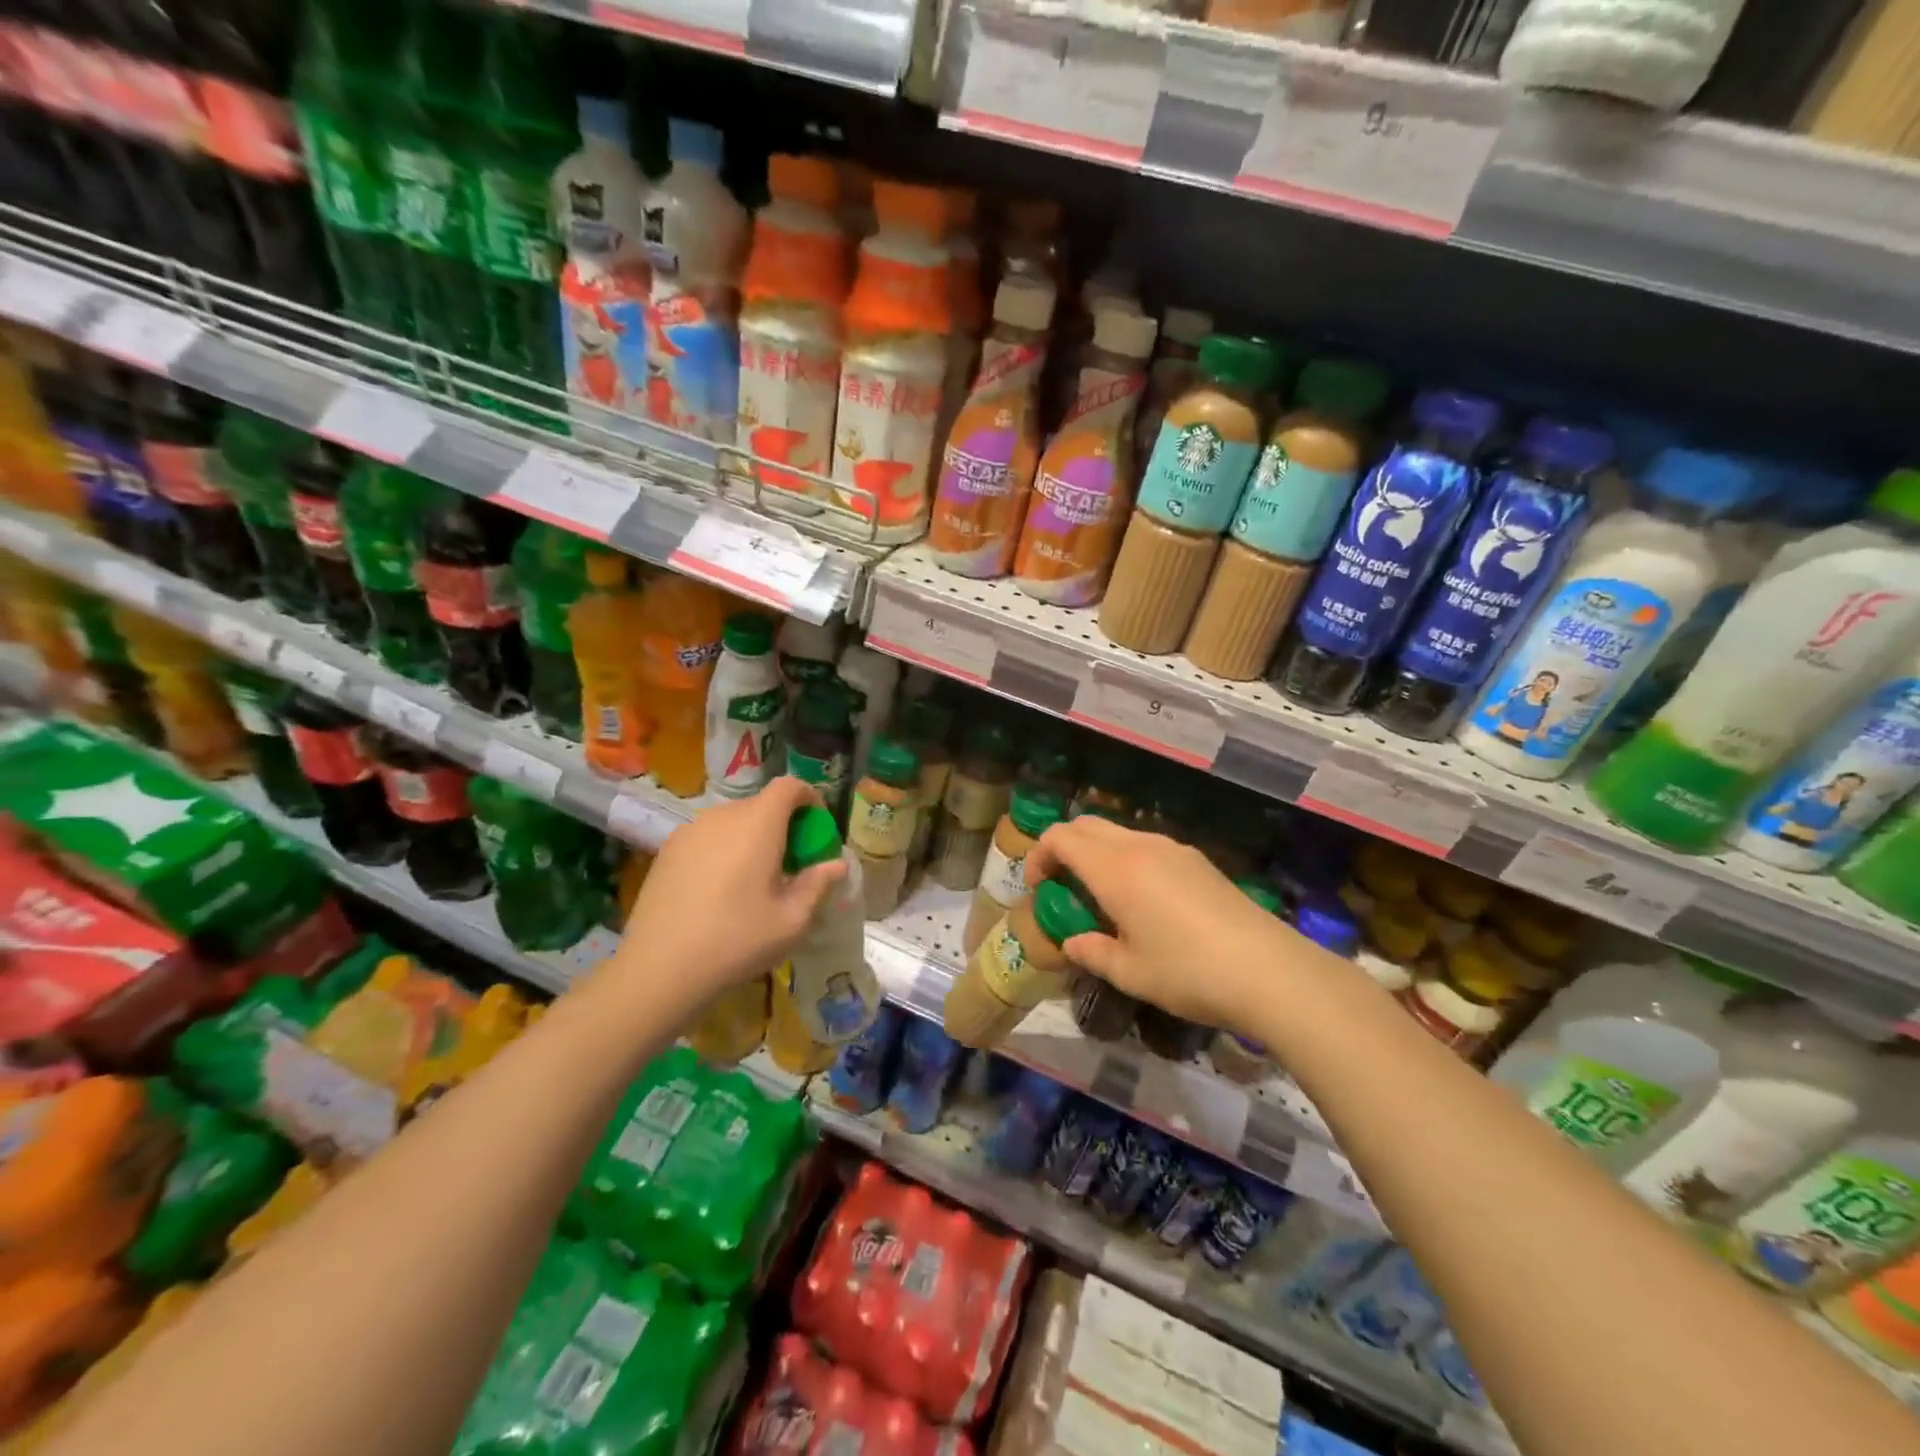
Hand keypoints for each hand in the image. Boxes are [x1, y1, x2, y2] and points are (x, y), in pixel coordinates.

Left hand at [614, 778, 845, 1006]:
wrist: (659, 969)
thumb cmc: (736, 940)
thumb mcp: (792, 920)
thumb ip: (818, 884)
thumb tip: (837, 864)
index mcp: (758, 824)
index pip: (789, 786)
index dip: (809, 799)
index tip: (817, 829)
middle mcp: (722, 816)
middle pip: (761, 805)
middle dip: (783, 825)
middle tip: (791, 865)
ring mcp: (690, 831)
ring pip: (733, 821)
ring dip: (752, 838)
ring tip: (754, 880)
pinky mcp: (667, 850)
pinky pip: (707, 837)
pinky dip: (724, 849)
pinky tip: (720, 891)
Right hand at [1024, 816, 1296, 1036]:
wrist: (1269, 970)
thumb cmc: (1188, 972)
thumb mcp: (1130, 972)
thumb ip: (1092, 952)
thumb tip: (1072, 942)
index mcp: (1115, 869)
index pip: (1061, 837)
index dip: (1039, 855)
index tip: (1037, 887)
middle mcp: (1141, 847)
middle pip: (1088, 825)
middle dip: (1064, 846)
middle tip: (1060, 884)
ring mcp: (1174, 849)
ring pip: (1119, 833)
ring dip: (1097, 852)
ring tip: (1100, 895)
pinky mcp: (1198, 861)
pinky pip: (1147, 846)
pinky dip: (1126, 859)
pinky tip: (1142, 899)